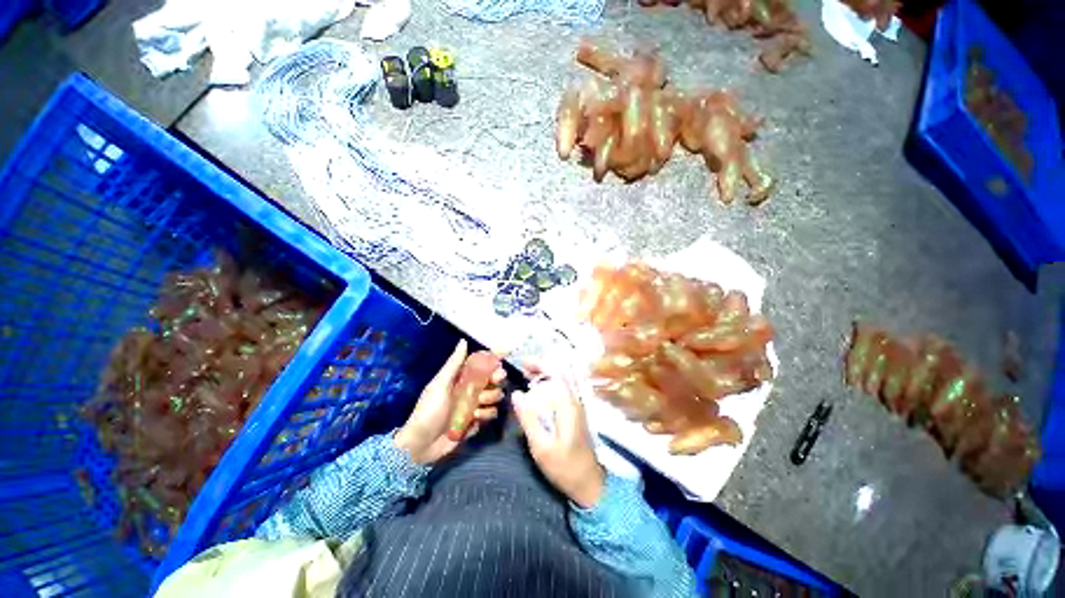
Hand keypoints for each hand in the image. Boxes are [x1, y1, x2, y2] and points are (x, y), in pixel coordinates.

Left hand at [395, 339, 504, 464]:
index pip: (480, 364)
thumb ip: (453, 364)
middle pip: (492, 379)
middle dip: (497, 378)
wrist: (422, 444)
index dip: (492, 359)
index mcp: (460, 378)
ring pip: (494, 396)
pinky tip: (475, 419)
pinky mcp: (476, 422)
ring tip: (478, 406)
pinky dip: (486, 415)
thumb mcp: (440, 385)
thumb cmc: (429, 410)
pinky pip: (491, 413)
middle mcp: (470, 390)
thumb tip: (463, 340)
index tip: (503, 355)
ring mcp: (474, 406)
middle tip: (497, 379)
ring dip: (490, 398)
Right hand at [512, 363, 604, 507]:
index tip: (523, 363)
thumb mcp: (541, 447)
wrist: (588, 482)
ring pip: (563, 379)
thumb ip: (528, 419)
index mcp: (568, 405)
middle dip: (542, 366)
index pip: (556, 372)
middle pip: (560, 372)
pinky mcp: (576, 412)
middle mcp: (575, 400)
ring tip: (528, 376)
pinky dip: (551, 383)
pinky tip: (539, 390)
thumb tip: (516, 394)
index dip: (540, 364)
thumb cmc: (564, 466)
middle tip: (523, 369)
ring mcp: (577, 405)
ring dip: (546, 374)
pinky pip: (564, 388)